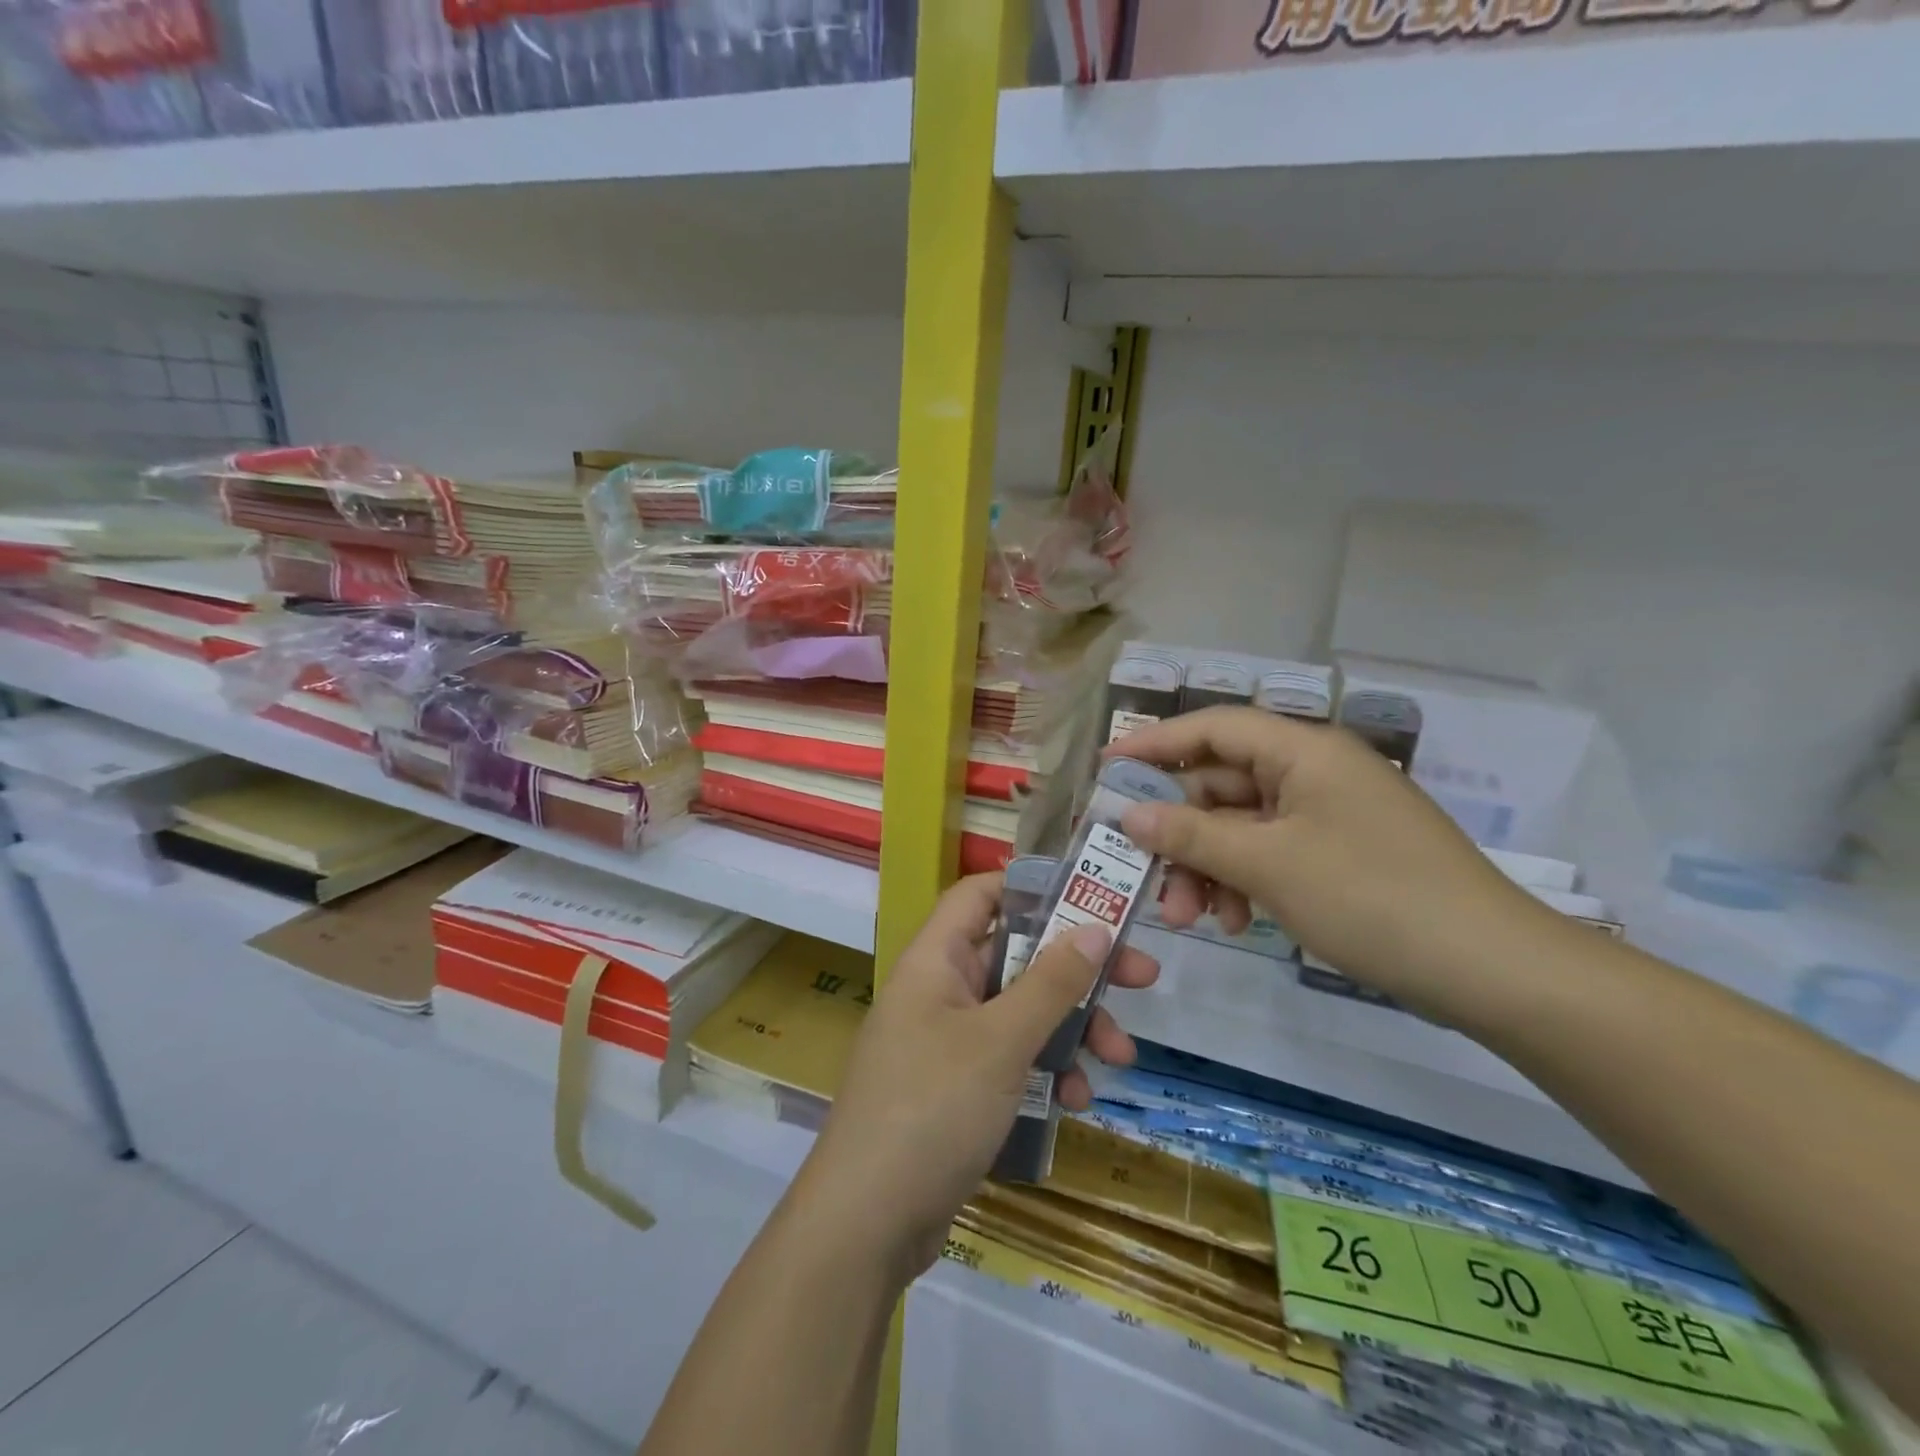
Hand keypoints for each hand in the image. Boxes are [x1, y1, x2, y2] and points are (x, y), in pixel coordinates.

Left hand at [797, 872, 1158, 1277]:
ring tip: (1119, 1057)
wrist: (867, 1223)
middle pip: (1015, 956)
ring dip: (1071, 1028)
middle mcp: (939, 991)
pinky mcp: (957, 1089)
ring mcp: (947, 1042)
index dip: (1031, 886)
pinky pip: (1010, 1061)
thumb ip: (1050, 982)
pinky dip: (1045, 1072)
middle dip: (1076, 969)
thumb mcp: (1001, 1041)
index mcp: (935, 960)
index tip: (1089, 897)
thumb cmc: (932, 1108)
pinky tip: (1076, 1103)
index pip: (980, 895)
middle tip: (1141, 977)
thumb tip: (1095, 926)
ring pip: (1020, 1013)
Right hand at [1109, 707, 1565, 1024]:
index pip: (1212, 727)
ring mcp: (1329, 814)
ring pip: (1242, 825)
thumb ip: (1191, 835)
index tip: (1106, 769)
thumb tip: (1128, 816)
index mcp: (1303, 750)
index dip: (1154, 744)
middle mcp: (1314, 771)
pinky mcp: (1340, 853)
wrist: (1493, 970)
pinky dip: (1245, 881)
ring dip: (1208, 866)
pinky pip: (1271, 853)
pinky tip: (1237, 922)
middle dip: (1181, 832)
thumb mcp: (1268, 864)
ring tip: (1192, 917)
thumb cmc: (1372, 897)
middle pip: (1222, 784)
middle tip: (1146, 876)